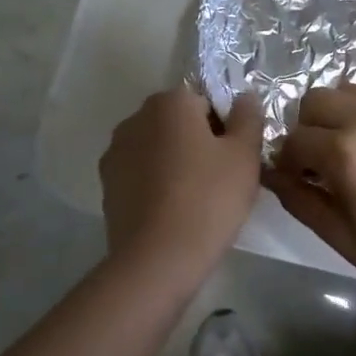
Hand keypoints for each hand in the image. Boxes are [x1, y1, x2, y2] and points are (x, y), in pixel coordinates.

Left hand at [100, 88, 262, 268]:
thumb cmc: (209, 199)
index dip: (225, 128)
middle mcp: (135, 119)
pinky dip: (157, 186)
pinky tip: (173, 213)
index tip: (236, 158)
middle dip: (199, 143)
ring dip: (176, 164)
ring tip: (198, 200)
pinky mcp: (107, 187)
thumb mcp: (244, 155)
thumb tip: (244, 97)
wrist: (158, 258)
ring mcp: (115, 153)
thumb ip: (248, 118)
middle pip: (178, 123)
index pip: (206, 102)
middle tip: (222, 179)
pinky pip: (141, 176)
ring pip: (158, 150)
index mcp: (170, 102)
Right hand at [262, 84, 355, 309]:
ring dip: (339, 115)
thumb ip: (297, 197)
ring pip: (350, 91)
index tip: (297, 179)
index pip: (294, 139)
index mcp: (346, 151)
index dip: (288, 161)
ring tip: (352, 149)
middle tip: (320, 160)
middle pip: (317, 99)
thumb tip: (271, 173)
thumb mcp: (337, 234)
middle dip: (308, 127)